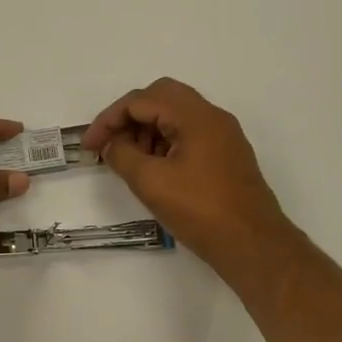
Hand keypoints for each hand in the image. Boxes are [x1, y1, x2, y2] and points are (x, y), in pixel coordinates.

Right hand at [82, 78, 289, 272]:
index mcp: (196, 117)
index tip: (90, 146)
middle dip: (128, 117)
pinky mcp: (225, 155)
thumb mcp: (150, 182)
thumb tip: (111, 144)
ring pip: (175, 115)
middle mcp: (212, 117)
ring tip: (128, 160)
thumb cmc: (200, 211)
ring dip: (146, 130)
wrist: (252, 244)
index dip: (109, 119)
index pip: (142, 100)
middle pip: (160, 97)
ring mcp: (222, 136)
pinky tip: (152, 169)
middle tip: (109, 144)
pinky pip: (187, 134)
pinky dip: (163, 143)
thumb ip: (122, 155)